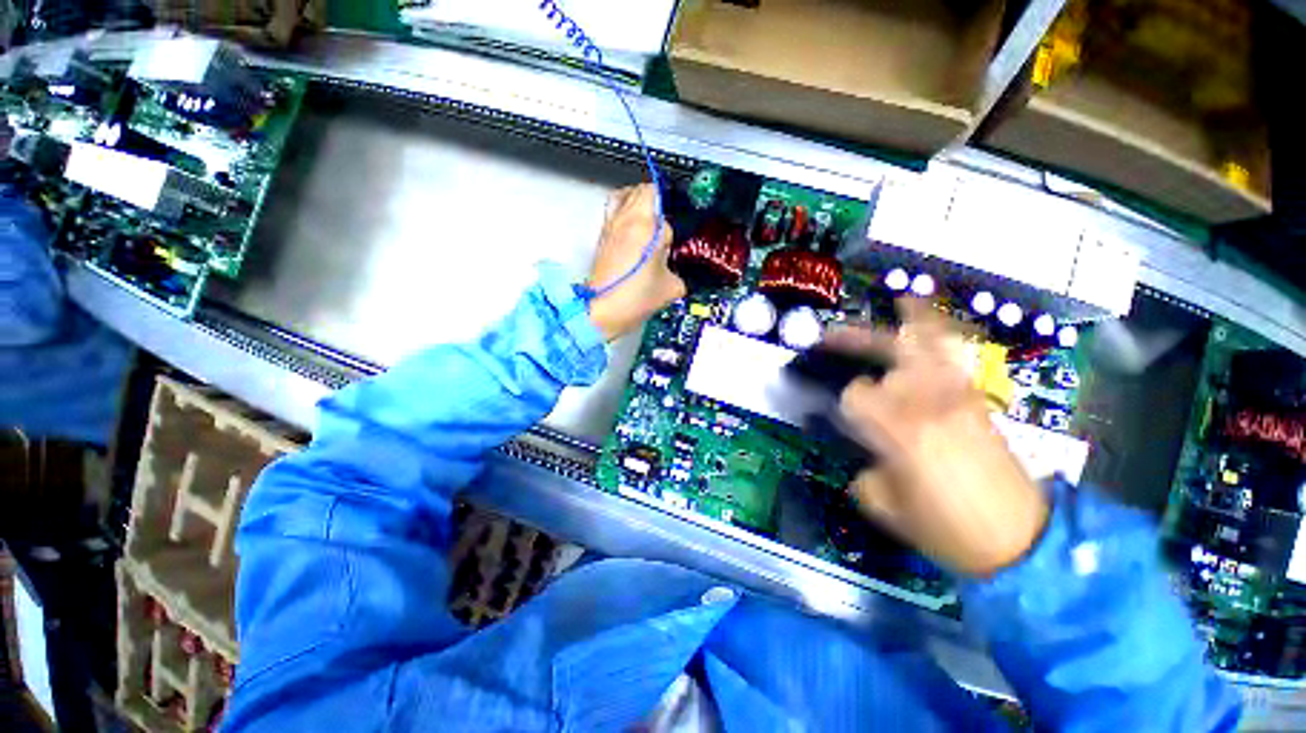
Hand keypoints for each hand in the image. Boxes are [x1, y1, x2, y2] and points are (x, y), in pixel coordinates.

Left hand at [586, 184, 685, 340]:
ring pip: (627, 194)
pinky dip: (624, 209)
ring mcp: (612, 225)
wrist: (603, 309)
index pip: (666, 210)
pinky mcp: (602, 235)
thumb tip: (673, 266)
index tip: (675, 238)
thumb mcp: (672, 287)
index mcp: (648, 226)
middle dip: (659, 204)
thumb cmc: (636, 298)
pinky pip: (614, 208)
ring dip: (640, 202)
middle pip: (645, 190)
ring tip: (650, 220)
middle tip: (666, 224)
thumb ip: (678, 272)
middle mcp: (627, 218)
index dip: (674, 224)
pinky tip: (633, 227)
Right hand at [828, 300, 1047, 577]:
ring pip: (929, 344)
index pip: (857, 394)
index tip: (848, 419)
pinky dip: (937, 329)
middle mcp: (930, 402)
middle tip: (830, 338)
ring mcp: (958, 396)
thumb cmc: (948, 530)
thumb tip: (867, 454)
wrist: (1022, 542)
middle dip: (857, 341)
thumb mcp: (887, 508)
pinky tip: (924, 313)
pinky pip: (952, 353)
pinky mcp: (975, 399)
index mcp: (902, 430)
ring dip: (906, 322)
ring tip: (892, 302)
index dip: (847, 403)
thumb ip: (865, 471)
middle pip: (889, 355)